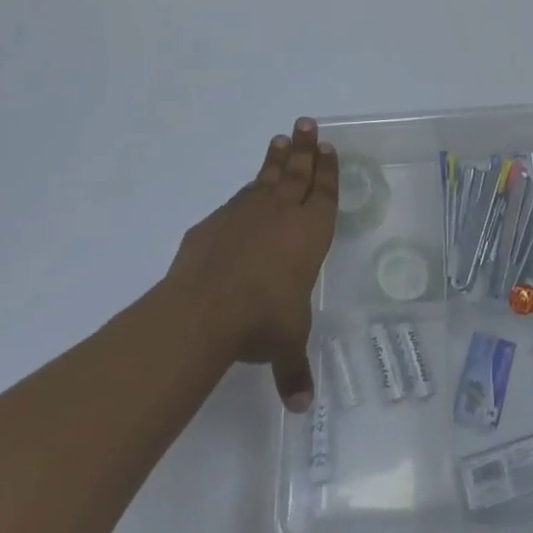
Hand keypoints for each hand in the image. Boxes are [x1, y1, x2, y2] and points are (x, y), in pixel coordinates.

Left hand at [166, 118, 338, 411]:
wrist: (205, 308)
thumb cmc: (263, 319)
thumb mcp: (286, 344)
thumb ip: (295, 370)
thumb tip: (303, 408)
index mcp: (310, 234)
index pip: (324, 193)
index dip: (328, 170)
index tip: (328, 148)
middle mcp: (282, 215)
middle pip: (298, 172)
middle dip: (305, 148)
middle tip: (306, 124)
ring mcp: (245, 213)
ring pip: (266, 177)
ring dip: (276, 158)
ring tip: (280, 139)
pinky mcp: (214, 222)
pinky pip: (237, 199)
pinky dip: (246, 190)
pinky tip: (245, 190)